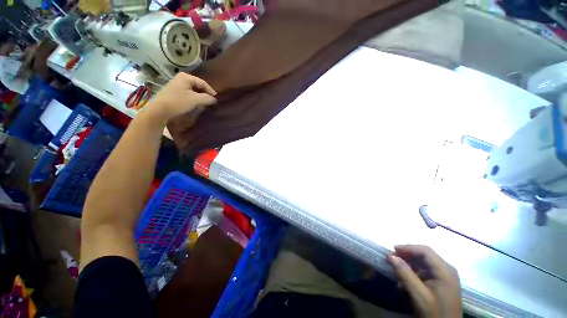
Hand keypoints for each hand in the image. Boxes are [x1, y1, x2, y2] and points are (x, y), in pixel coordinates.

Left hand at [143, 73, 216, 122]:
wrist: (159, 110)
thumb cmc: (178, 102)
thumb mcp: (195, 100)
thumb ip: (207, 98)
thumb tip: (214, 99)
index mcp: (186, 77)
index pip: (203, 83)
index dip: (211, 91)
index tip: (216, 99)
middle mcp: (180, 79)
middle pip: (197, 86)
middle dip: (204, 94)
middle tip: (211, 102)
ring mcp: (176, 86)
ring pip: (192, 91)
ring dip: (199, 97)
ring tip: (204, 104)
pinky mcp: (173, 93)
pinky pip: (187, 94)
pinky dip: (193, 99)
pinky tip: (195, 105)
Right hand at [387, 245, 461, 316]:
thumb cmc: (435, 313)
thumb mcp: (419, 295)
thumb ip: (405, 275)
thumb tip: (390, 256)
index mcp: (445, 271)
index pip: (425, 251)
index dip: (408, 248)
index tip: (392, 250)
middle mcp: (447, 270)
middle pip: (424, 255)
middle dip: (407, 255)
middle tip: (392, 258)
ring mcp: (445, 276)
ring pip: (424, 263)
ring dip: (409, 264)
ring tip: (397, 269)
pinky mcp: (441, 282)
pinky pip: (425, 271)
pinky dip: (414, 272)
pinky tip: (406, 279)